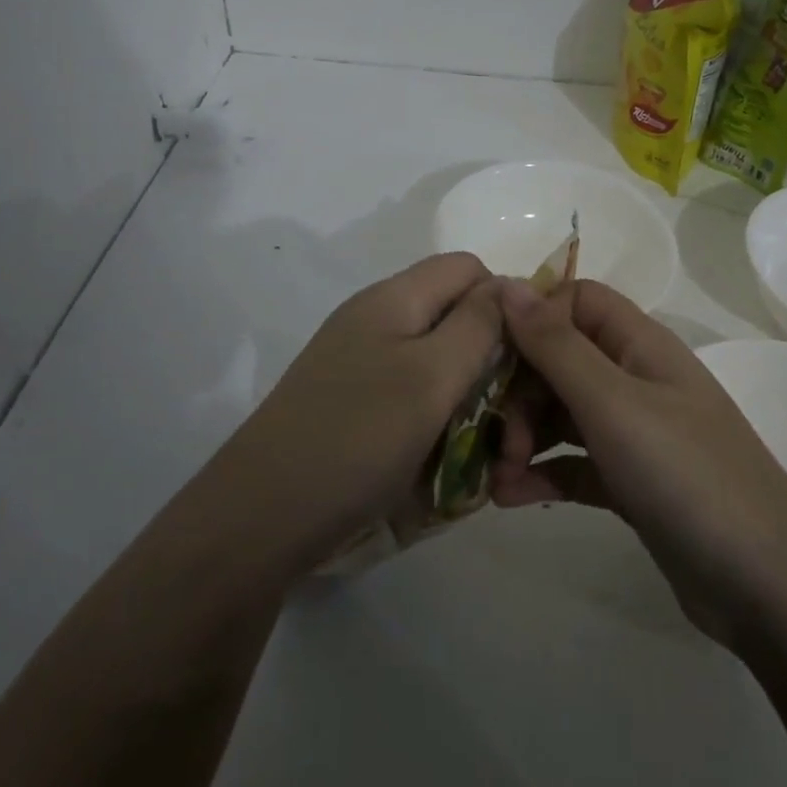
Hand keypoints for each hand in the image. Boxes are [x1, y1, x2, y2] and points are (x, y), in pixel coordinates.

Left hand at [227, 253, 503, 557]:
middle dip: (494, 365)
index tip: (526, 362)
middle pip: (456, 317)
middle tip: (511, 427)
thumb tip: (510, 284)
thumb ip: (478, 324)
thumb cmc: (357, 438)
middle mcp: (377, 321)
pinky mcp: (354, 404)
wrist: (260, 518)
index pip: (469, 268)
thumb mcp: (431, 377)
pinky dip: (439, 422)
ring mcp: (362, 364)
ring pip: (440, 364)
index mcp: (394, 299)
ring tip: (483, 455)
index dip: (505, 304)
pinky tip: (444, 461)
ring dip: (471, 402)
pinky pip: (414, 398)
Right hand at [490, 278, 786, 646]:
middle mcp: (636, 379)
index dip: (532, 317)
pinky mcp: (631, 482)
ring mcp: (635, 433)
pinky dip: (543, 473)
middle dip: (519, 392)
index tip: (489, 352)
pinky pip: (574, 462)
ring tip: (496, 477)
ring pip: (563, 414)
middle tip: (497, 439)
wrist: (766, 586)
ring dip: (523, 437)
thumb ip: (556, 345)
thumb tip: (507, 284)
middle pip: (561, 359)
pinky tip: (510, 498)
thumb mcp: (613, 404)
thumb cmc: (686, 476)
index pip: (576, 301)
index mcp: (640, 345)